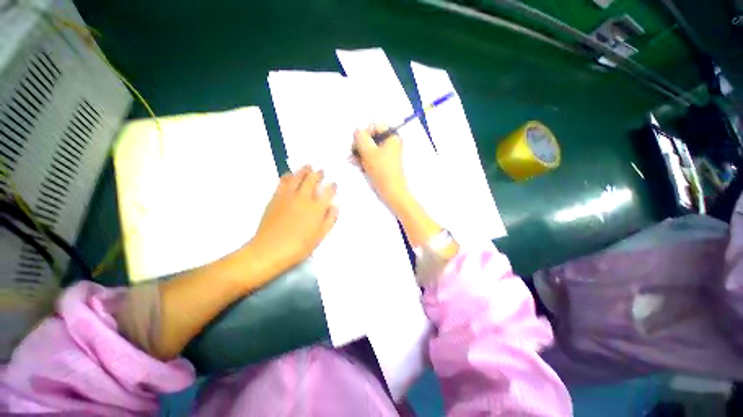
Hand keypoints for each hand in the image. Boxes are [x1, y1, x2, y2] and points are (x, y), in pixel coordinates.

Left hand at [245, 166, 337, 276]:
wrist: (269, 250)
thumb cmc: (299, 247)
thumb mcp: (319, 236)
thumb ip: (330, 220)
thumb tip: (335, 206)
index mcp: (317, 208)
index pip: (328, 192)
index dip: (332, 186)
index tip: (334, 183)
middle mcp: (304, 198)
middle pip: (312, 180)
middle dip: (318, 173)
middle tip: (321, 171)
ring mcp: (288, 196)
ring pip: (297, 177)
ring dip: (304, 170)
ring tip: (308, 166)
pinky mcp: (276, 197)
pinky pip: (283, 182)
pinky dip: (288, 175)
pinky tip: (290, 174)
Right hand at [353, 124, 410, 210]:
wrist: (390, 191)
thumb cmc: (381, 170)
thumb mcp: (368, 151)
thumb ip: (360, 137)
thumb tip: (357, 131)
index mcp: (392, 137)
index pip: (375, 126)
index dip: (364, 132)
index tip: (357, 142)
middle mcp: (391, 144)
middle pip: (371, 138)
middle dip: (360, 145)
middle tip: (353, 152)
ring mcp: (387, 155)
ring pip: (369, 149)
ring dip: (359, 153)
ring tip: (353, 161)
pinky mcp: (383, 164)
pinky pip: (371, 158)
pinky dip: (364, 160)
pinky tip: (357, 165)